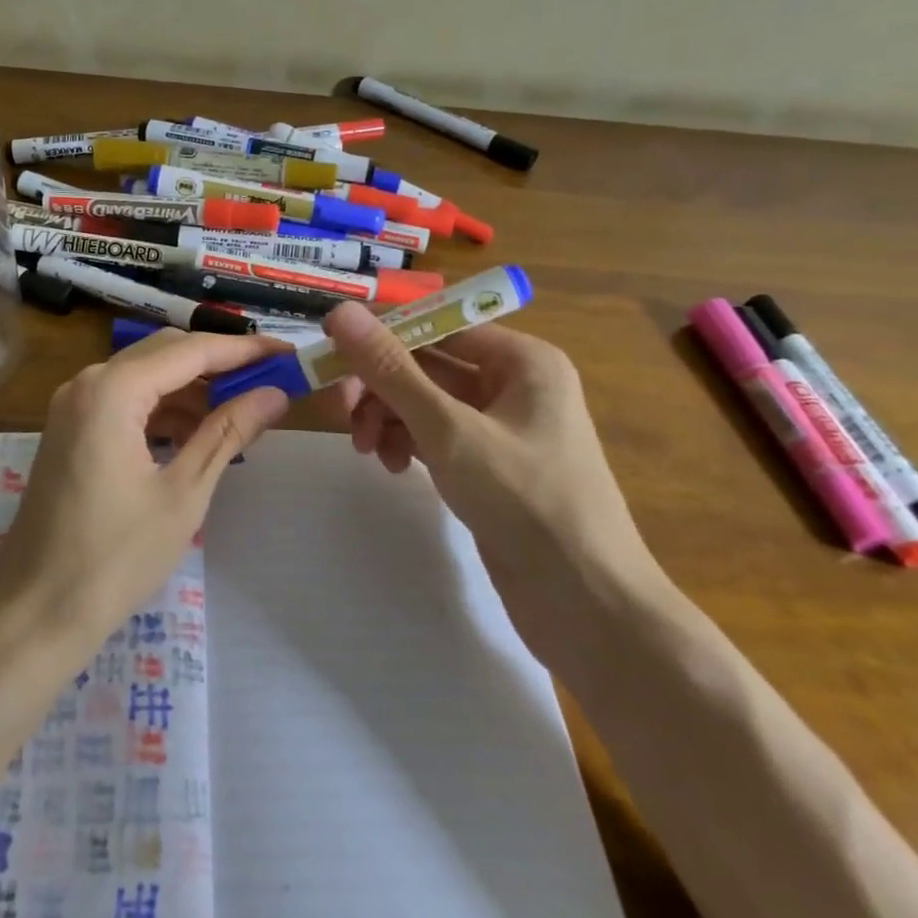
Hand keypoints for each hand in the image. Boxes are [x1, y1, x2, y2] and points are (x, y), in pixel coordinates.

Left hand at [0, 330, 290, 650]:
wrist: (36, 612)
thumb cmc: (115, 557)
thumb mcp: (183, 493)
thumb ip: (228, 432)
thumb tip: (275, 393)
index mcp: (112, 391)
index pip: (190, 351)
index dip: (243, 350)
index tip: (288, 353)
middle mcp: (87, 383)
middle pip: (165, 354)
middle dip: (219, 365)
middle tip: (270, 381)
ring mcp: (73, 406)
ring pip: (145, 377)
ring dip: (192, 389)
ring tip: (241, 412)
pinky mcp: (70, 430)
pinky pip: (125, 402)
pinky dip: (163, 410)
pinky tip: (195, 435)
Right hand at [323, 302, 663, 665]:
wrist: (587, 605)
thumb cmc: (526, 502)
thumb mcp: (449, 430)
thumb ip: (391, 370)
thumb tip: (341, 313)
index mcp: (522, 360)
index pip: (437, 326)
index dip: (382, 336)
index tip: (330, 354)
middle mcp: (514, 384)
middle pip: (428, 365)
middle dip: (381, 388)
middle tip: (342, 414)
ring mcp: (502, 427)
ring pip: (426, 403)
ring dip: (389, 419)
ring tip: (368, 450)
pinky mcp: (490, 466)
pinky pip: (437, 436)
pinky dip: (409, 444)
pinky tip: (394, 467)